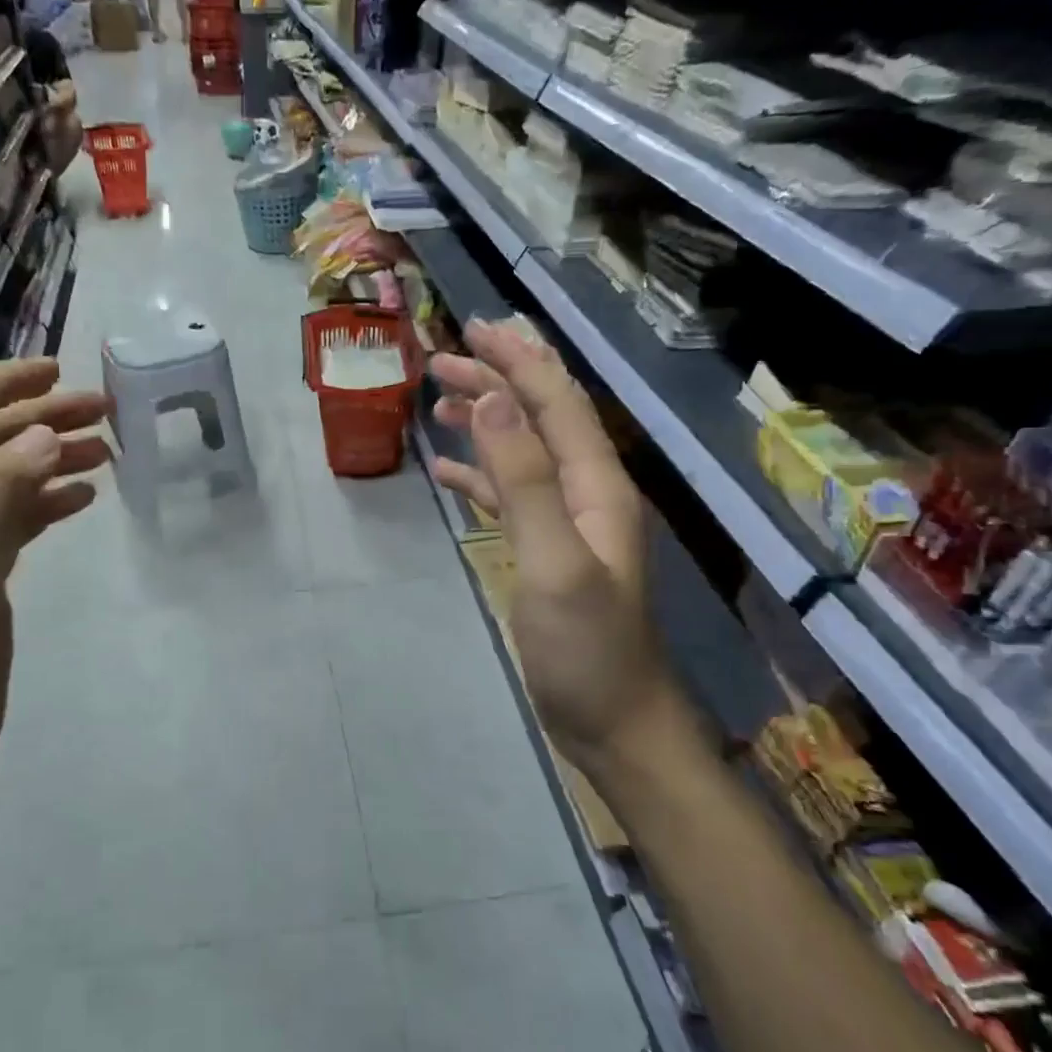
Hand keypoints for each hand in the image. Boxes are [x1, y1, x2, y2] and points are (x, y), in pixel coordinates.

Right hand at [429, 320, 684, 771]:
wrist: (614, 723)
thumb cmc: (587, 649)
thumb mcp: (555, 561)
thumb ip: (525, 480)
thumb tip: (492, 404)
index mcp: (597, 484)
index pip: (557, 402)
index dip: (518, 360)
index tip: (474, 328)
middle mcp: (585, 492)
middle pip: (539, 418)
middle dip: (494, 382)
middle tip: (439, 360)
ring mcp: (566, 522)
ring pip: (521, 452)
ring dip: (483, 421)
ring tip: (437, 402)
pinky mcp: (545, 550)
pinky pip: (509, 494)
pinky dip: (479, 473)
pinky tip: (447, 469)